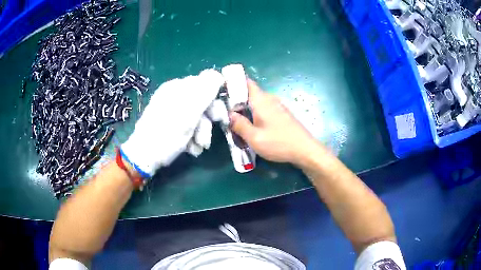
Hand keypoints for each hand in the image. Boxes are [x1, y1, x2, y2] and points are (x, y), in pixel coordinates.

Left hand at [121, 69, 224, 176]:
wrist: (144, 156)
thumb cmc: (167, 134)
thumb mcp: (188, 112)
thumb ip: (205, 91)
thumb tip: (218, 74)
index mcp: (178, 87)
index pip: (205, 85)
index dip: (215, 101)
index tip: (219, 118)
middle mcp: (175, 95)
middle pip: (201, 103)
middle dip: (207, 123)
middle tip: (207, 138)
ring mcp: (171, 110)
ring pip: (196, 117)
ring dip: (201, 134)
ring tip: (197, 147)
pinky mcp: (170, 123)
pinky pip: (187, 126)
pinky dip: (191, 137)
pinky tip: (190, 148)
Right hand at [230, 79, 320, 166]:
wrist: (305, 150)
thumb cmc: (279, 143)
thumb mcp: (254, 138)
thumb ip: (239, 125)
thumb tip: (229, 115)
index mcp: (261, 100)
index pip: (246, 82)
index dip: (233, 83)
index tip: (222, 89)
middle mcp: (270, 99)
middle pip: (250, 93)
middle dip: (236, 99)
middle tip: (224, 110)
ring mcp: (277, 106)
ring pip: (256, 102)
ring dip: (245, 108)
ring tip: (235, 119)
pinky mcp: (282, 114)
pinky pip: (264, 108)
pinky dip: (254, 113)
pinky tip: (251, 125)